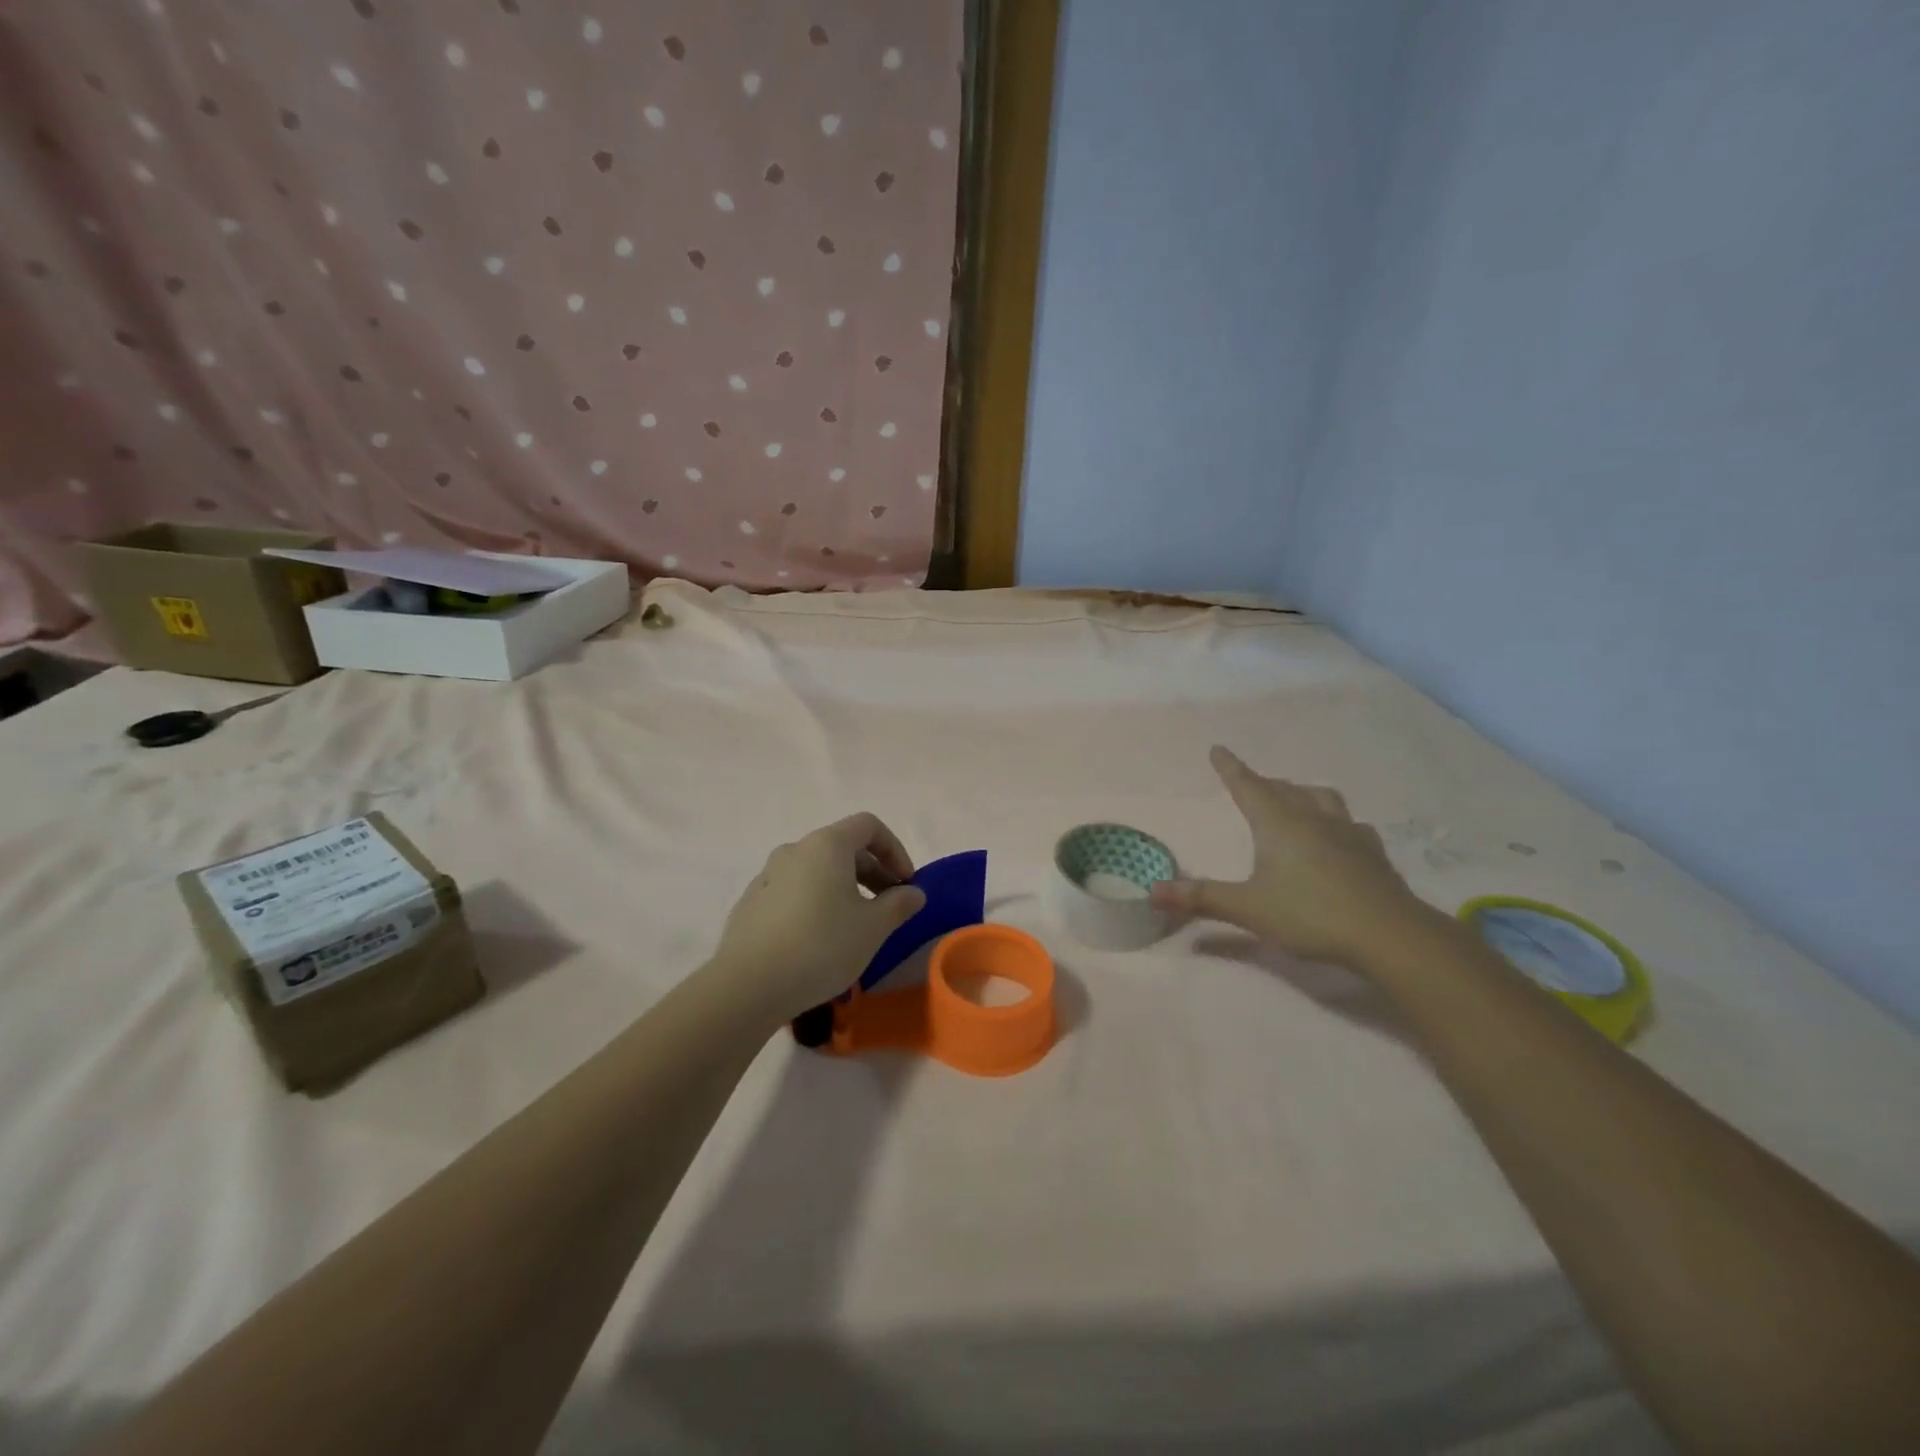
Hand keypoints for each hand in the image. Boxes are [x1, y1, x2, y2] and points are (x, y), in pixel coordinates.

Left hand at [706, 814, 926, 1024]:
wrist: (748, 985)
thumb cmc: (821, 946)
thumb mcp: (873, 928)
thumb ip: (899, 904)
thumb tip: (914, 893)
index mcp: (827, 845)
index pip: (868, 826)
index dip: (894, 849)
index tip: (906, 882)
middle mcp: (795, 850)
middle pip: (842, 847)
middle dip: (872, 871)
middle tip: (888, 906)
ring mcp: (768, 875)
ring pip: (817, 870)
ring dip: (844, 887)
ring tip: (855, 925)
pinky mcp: (751, 902)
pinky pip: (794, 891)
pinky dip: (815, 902)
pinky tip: (818, 939)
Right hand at [1150, 746, 1424, 968]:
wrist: (1388, 933)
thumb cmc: (1309, 914)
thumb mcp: (1247, 908)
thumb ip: (1200, 897)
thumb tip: (1152, 891)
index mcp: (1277, 823)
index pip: (1247, 786)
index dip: (1230, 768)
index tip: (1219, 749)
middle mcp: (1311, 817)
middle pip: (1283, 789)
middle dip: (1263, 782)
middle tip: (1250, 783)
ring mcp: (1346, 831)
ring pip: (1320, 798)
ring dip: (1301, 793)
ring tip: (1294, 798)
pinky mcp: (1372, 851)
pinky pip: (1349, 823)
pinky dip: (1334, 820)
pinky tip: (1338, 834)